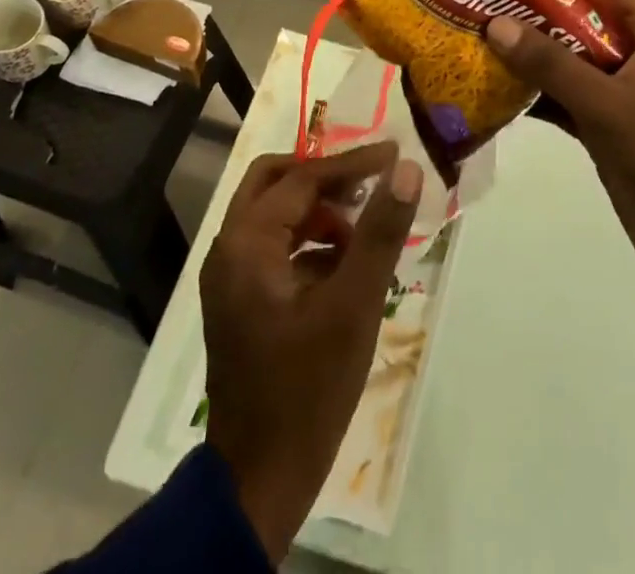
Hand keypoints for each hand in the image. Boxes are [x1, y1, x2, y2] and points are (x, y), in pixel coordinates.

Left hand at [200, 143, 422, 563]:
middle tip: (370, 180)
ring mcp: (230, 277)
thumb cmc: (307, 389)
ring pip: (274, 215)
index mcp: (246, 243)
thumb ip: (379, 232)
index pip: (302, 178)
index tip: (393, 153)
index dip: (351, 163)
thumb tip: (405, 170)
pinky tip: (346, 263)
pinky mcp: (240, 301)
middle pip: (275, 182)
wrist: (259, 481)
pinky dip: (309, 242)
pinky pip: (275, 247)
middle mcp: (229, 249)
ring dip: (318, 210)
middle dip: (324, 177)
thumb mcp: (353, 306)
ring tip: (365, 224)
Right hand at [485, 0, 634, 342]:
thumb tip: (493, 23)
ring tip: (477, 40)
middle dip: (537, 15)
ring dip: (531, 56)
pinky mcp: (607, 130)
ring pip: (571, 62)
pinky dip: (536, 95)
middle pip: (583, 20)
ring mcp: (622, 95)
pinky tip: (493, 91)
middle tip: (483, 4)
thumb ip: (551, 63)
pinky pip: (566, 100)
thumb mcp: (608, 104)